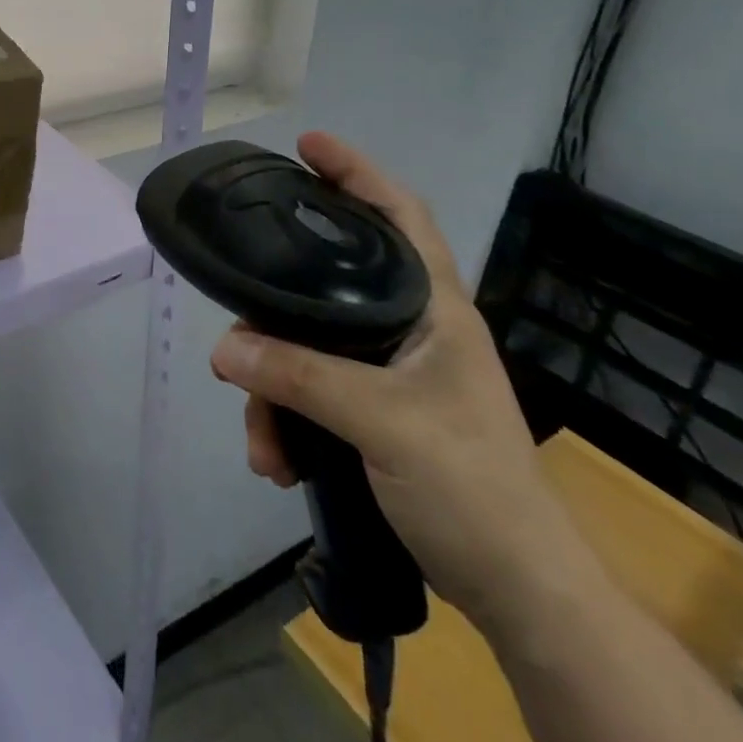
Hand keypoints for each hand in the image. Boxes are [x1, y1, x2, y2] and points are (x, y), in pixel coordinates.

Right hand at [209, 132, 591, 638]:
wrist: (520, 595)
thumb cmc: (473, 488)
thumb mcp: (383, 423)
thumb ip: (300, 377)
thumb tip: (223, 350)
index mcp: (432, 309)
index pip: (399, 215)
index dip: (356, 172)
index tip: (306, 146)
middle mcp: (408, 330)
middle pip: (326, 289)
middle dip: (274, 315)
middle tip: (237, 329)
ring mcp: (390, 374)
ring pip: (307, 350)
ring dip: (273, 393)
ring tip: (261, 442)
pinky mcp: (374, 414)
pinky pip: (310, 396)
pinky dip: (286, 423)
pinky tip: (277, 462)